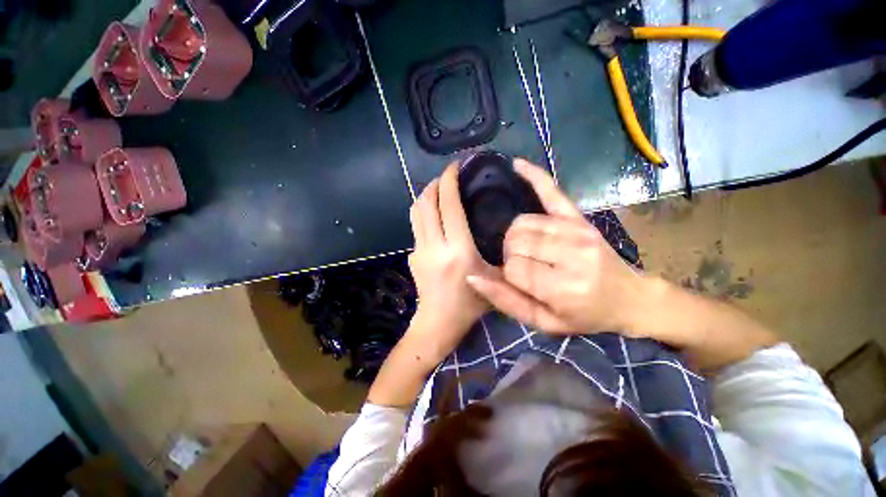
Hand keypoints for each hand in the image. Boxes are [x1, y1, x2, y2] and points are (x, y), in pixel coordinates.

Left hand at [405, 163, 494, 363]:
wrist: (438, 322)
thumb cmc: (470, 305)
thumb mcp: (495, 279)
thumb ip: (501, 256)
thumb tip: (504, 233)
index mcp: (458, 249)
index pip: (449, 205)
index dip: (450, 181)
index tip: (455, 167)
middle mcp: (435, 245)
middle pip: (427, 203)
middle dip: (435, 183)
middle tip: (447, 176)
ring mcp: (419, 250)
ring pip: (416, 212)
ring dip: (425, 196)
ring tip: (438, 190)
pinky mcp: (412, 256)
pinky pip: (416, 226)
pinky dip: (424, 214)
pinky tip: (435, 217)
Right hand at [466, 159, 647, 334]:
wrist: (629, 299)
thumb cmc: (584, 315)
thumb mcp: (544, 323)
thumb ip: (507, 301)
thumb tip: (472, 278)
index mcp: (561, 287)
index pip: (513, 268)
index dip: (507, 274)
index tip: (518, 281)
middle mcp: (570, 254)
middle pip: (516, 241)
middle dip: (511, 254)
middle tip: (522, 265)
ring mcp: (576, 230)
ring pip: (523, 223)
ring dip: (516, 235)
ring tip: (525, 247)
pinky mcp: (580, 218)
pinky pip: (552, 191)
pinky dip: (533, 177)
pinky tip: (516, 166)